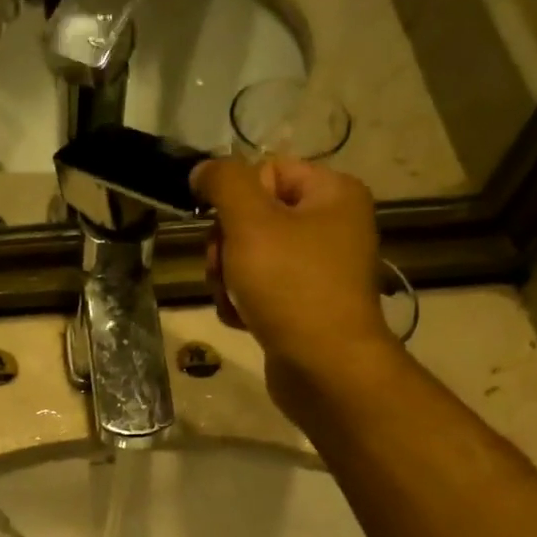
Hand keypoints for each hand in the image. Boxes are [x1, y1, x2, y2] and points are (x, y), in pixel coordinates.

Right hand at [192, 156, 397, 417]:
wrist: (325, 368)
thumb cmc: (291, 287)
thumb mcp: (251, 222)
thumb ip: (224, 183)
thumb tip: (204, 168)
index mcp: (332, 194)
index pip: (266, 171)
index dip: (236, 199)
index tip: (225, 229)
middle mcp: (331, 226)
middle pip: (252, 217)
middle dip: (226, 247)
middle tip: (226, 270)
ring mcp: (318, 269)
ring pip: (249, 257)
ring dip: (227, 279)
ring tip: (234, 301)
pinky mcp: (303, 306)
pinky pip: (259, 291)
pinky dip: (242, 303)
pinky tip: (241, 320)